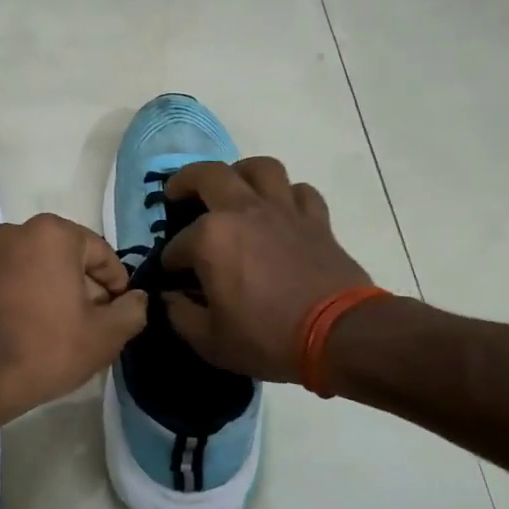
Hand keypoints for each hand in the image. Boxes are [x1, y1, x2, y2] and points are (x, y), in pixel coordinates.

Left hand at [0, 213, 148, 421]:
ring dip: (60, 293)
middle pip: (70, 258)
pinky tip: (37, 331)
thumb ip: (132, 311)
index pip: (102, 254)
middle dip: (87, 288)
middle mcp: (18, 231)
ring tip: (67, 332)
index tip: (120, 314)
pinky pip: (16, 280)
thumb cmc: (46, 349)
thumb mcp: (104, 335)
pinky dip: (32, 297)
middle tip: (96, 325)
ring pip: (41, 269)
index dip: (118, 286)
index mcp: (53, 234)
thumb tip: (137, 298)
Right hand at [160, 159, 374, 381]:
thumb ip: (180, 315)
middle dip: (185, 181)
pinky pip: (300, 192)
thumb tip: (170, 298)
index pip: (177, 244)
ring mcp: (283, 211)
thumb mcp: (210, 341)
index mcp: (211, 238)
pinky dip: (287, 195)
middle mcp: (244, 211)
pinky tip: (280, 210)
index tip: (172, 277)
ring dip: (241, 172)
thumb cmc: (267, 338)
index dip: (170, 261)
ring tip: (233, 187)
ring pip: (260, 168)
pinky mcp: (316, 220)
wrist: (338, 335)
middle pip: (208, 175)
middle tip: (177, 193)